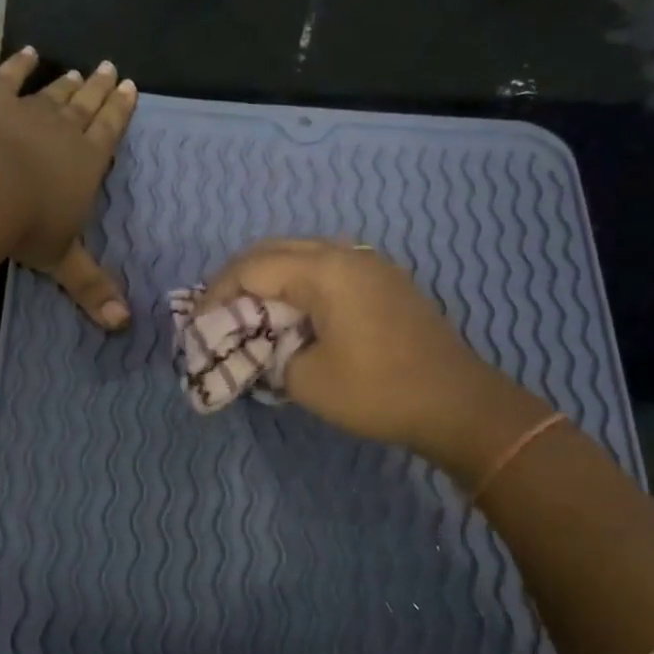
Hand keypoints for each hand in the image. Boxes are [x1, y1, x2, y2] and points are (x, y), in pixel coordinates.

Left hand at [0, 47, 137, 328]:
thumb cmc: (29, 227)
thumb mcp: (63, 261)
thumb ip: (92, 288)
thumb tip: (124, 327)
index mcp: (88, 163)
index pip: (110, 131)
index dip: (121, 110)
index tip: (131, 88)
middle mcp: (65, 131)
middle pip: (88, 106)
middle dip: (101, 90)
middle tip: (112, 69)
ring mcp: (29, 111)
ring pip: (55, 93)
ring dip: (68, 83)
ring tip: (81, 71)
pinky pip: (10, 77)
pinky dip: (20, 64)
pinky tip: (28, 53)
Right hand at [199, 238, 548, 473]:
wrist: (458, 404)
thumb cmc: (378, 392)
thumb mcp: (306, 380)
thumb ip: (268, 354)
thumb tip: (258, 345)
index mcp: (324, 271)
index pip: (252, 268)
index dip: (216, 294)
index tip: (195, 324)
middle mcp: (346, 253)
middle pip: (274, 249)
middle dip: (238, 278)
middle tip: (216, 312)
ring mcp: (370, 264)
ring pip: (302, 253)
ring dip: (269, 276)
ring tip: (248, 310)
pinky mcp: (385, 280)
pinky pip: (328, 266)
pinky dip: (298, 282)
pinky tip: (292, 311)